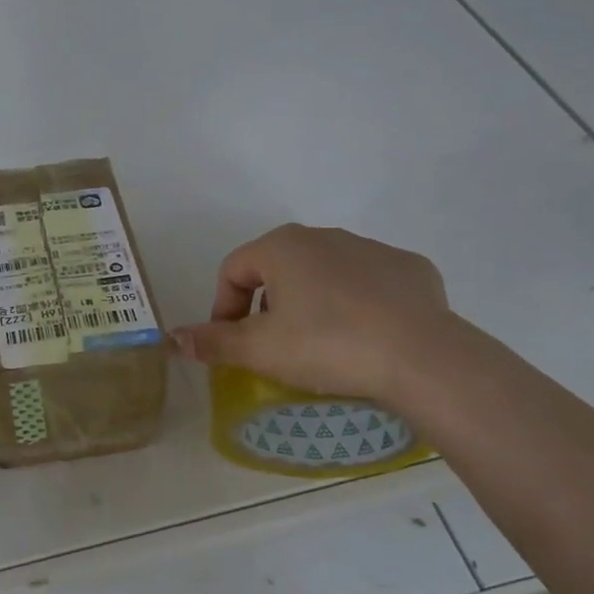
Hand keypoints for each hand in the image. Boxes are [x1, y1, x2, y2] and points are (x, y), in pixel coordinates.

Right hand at [173, 225, 453, 404]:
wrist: (422, 358)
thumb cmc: (327, 345)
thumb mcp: (259, 350)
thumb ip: (213, 342)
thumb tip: (171, 339)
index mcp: (282, 246)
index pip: (233, 269)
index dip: (222, 306)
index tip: (230, 342)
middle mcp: (324, 235)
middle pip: (278, 267)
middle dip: (266, 303)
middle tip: (272, 343)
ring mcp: (372, 248)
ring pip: (325, 272)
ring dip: (311, 301)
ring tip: (320, 343)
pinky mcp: (410, 269)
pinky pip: (370, 282)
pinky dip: (358, 303)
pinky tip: (366, 335)